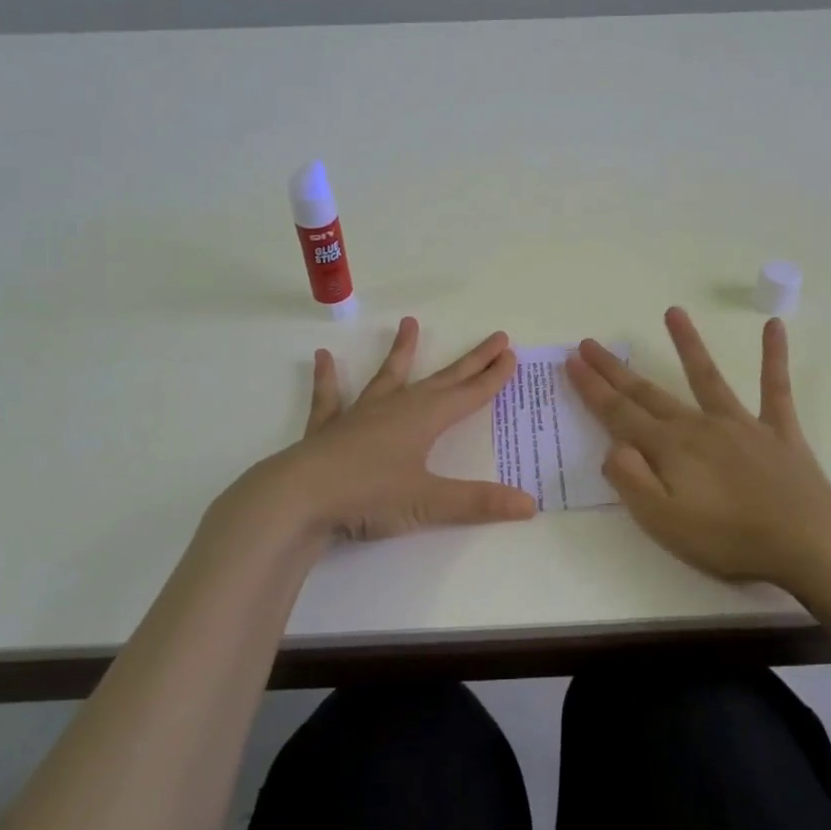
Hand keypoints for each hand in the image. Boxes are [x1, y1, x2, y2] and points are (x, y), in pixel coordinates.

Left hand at [233, 317, 537, 543]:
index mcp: (424, 419)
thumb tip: (531, 506)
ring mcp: (360, 414)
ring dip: (402, 352)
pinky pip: (330, 398)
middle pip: (442, 379)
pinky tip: (323, 357)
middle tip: (495, 337)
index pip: (469, 393)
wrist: (299, 498)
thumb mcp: (428, 503)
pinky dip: (327, 379)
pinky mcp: (329, 429)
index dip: (493, 376)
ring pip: (388, 376)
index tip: (511, 354)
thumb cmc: (368, 495)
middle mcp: (397, 407)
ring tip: (409, 323)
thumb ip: (478, 503)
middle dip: (471, 361)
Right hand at [565, 307, 830, 591]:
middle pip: (648, 392)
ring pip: (707, 376)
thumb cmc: (728, 538)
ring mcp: (740, 424)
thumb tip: (613, 447)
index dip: (592, 387)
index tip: (572, 360)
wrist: (806, 540)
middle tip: (591, 343)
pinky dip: (774, 356)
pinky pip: (775, 387)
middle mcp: (698, 426)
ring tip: (673, 312)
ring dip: (687, 344)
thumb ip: (631, 481)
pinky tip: (774, 326)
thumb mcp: (663, 522)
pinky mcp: (778, 431)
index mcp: (668, 448)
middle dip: (615, 369)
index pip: (618, 413)